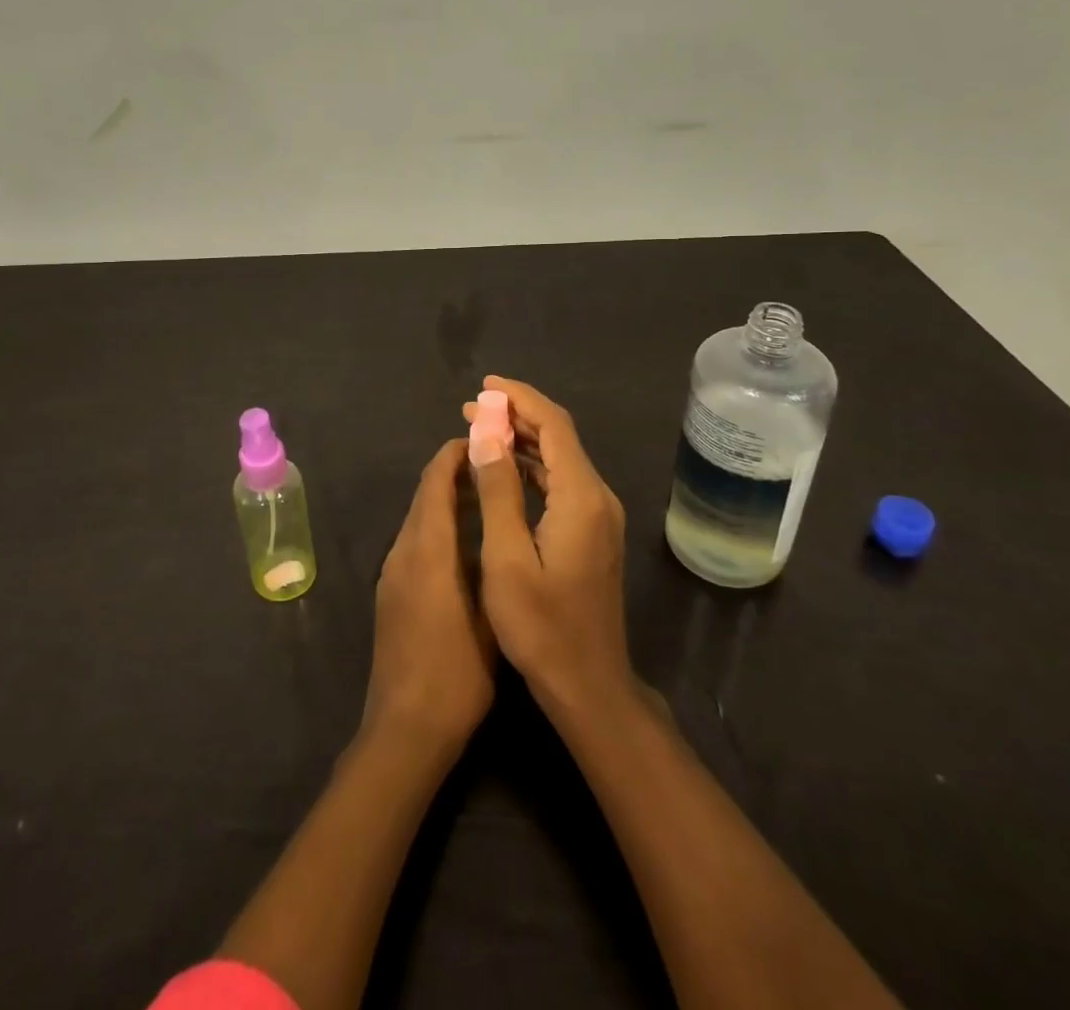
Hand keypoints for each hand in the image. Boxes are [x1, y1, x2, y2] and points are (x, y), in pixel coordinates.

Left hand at [363, 439, 494, 753]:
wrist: (405, 728)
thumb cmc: (457, 673)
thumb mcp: (489, 613)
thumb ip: (489, 558)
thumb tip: (494, 513)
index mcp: (427, 549)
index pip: (435, 482)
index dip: (455, 455)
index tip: (483, 439)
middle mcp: (403, 551)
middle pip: (424, 496)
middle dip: (453, 473)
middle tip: (495, 465)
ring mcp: (392, 573)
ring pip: (418, 518)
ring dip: (446, 500)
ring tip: (488, 497)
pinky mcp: (390, 593)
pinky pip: (414, 542)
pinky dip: (437, 526)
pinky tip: (465, 542)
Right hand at [461, 376, 637, 724]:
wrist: (589, 685)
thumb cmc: (541, 627)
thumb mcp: (507, 558)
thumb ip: (498, 491)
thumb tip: (487, 434)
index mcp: (581, 497)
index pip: (553, 426)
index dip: (520, 398)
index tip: (485, 384)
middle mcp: (597, 497)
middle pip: (559, 437)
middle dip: (516, 415)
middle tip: (471, 408)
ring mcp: (599, 516)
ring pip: (560, 459)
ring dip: (522, 440)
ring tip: (480, 430)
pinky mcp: (592, 532)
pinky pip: (561, 482)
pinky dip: (531, 466)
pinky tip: (503, 469)